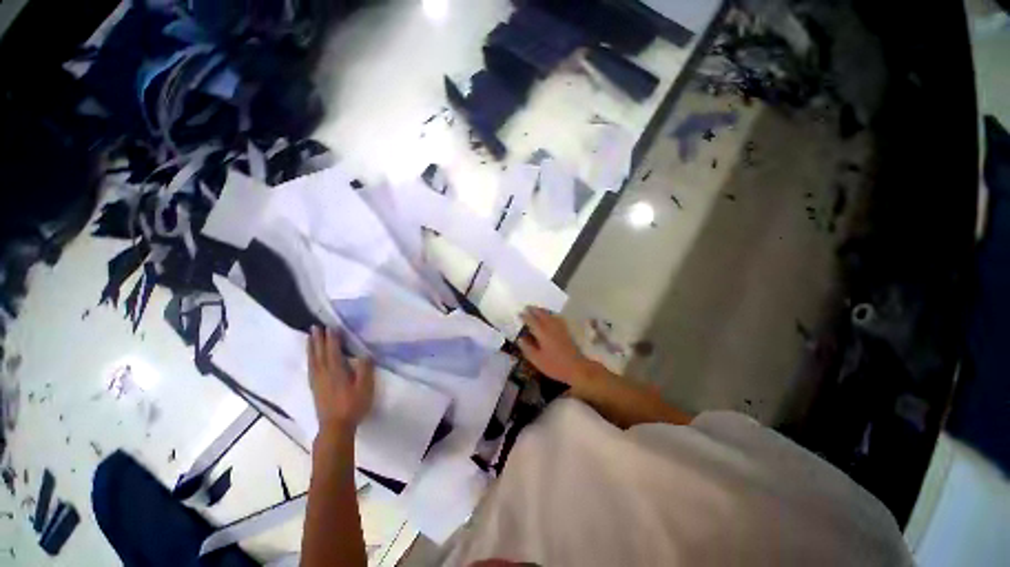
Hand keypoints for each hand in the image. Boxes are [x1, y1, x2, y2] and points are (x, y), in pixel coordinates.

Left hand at [307, 326, 374, 433]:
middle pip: (319, 353)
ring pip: (312, 360)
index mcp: (336, 371)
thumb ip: (365, 369)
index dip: (332, 338)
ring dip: (311, 347)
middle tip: (315, 326)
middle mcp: (324, 373)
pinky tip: (311, 359)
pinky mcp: (315, 388)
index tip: (331, 326)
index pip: (333, 351)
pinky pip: (310, 368)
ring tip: (310, 337)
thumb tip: (365, 354)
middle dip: (318, 339)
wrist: (335, 427)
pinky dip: (310, 359)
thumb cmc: (353, 405)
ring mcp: (317, 381)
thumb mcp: (365, 387)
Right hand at [518, 307, 595, 390]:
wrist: (577, 367)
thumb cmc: (555, 365)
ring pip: (550, 314)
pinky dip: (551, 314)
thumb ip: (527, 348)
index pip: (531, 320)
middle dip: (534, 310)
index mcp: (542, 332)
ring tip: (536, 310)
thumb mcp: (537, 360)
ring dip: (542, 310)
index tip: (519, 313)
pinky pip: (556, 317)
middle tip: (527, 307)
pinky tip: (551, 317)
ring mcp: (560, 328)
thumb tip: (520, 339)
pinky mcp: (566, 331)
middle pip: (541, 314)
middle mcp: (551, 326)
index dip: (525, 316)